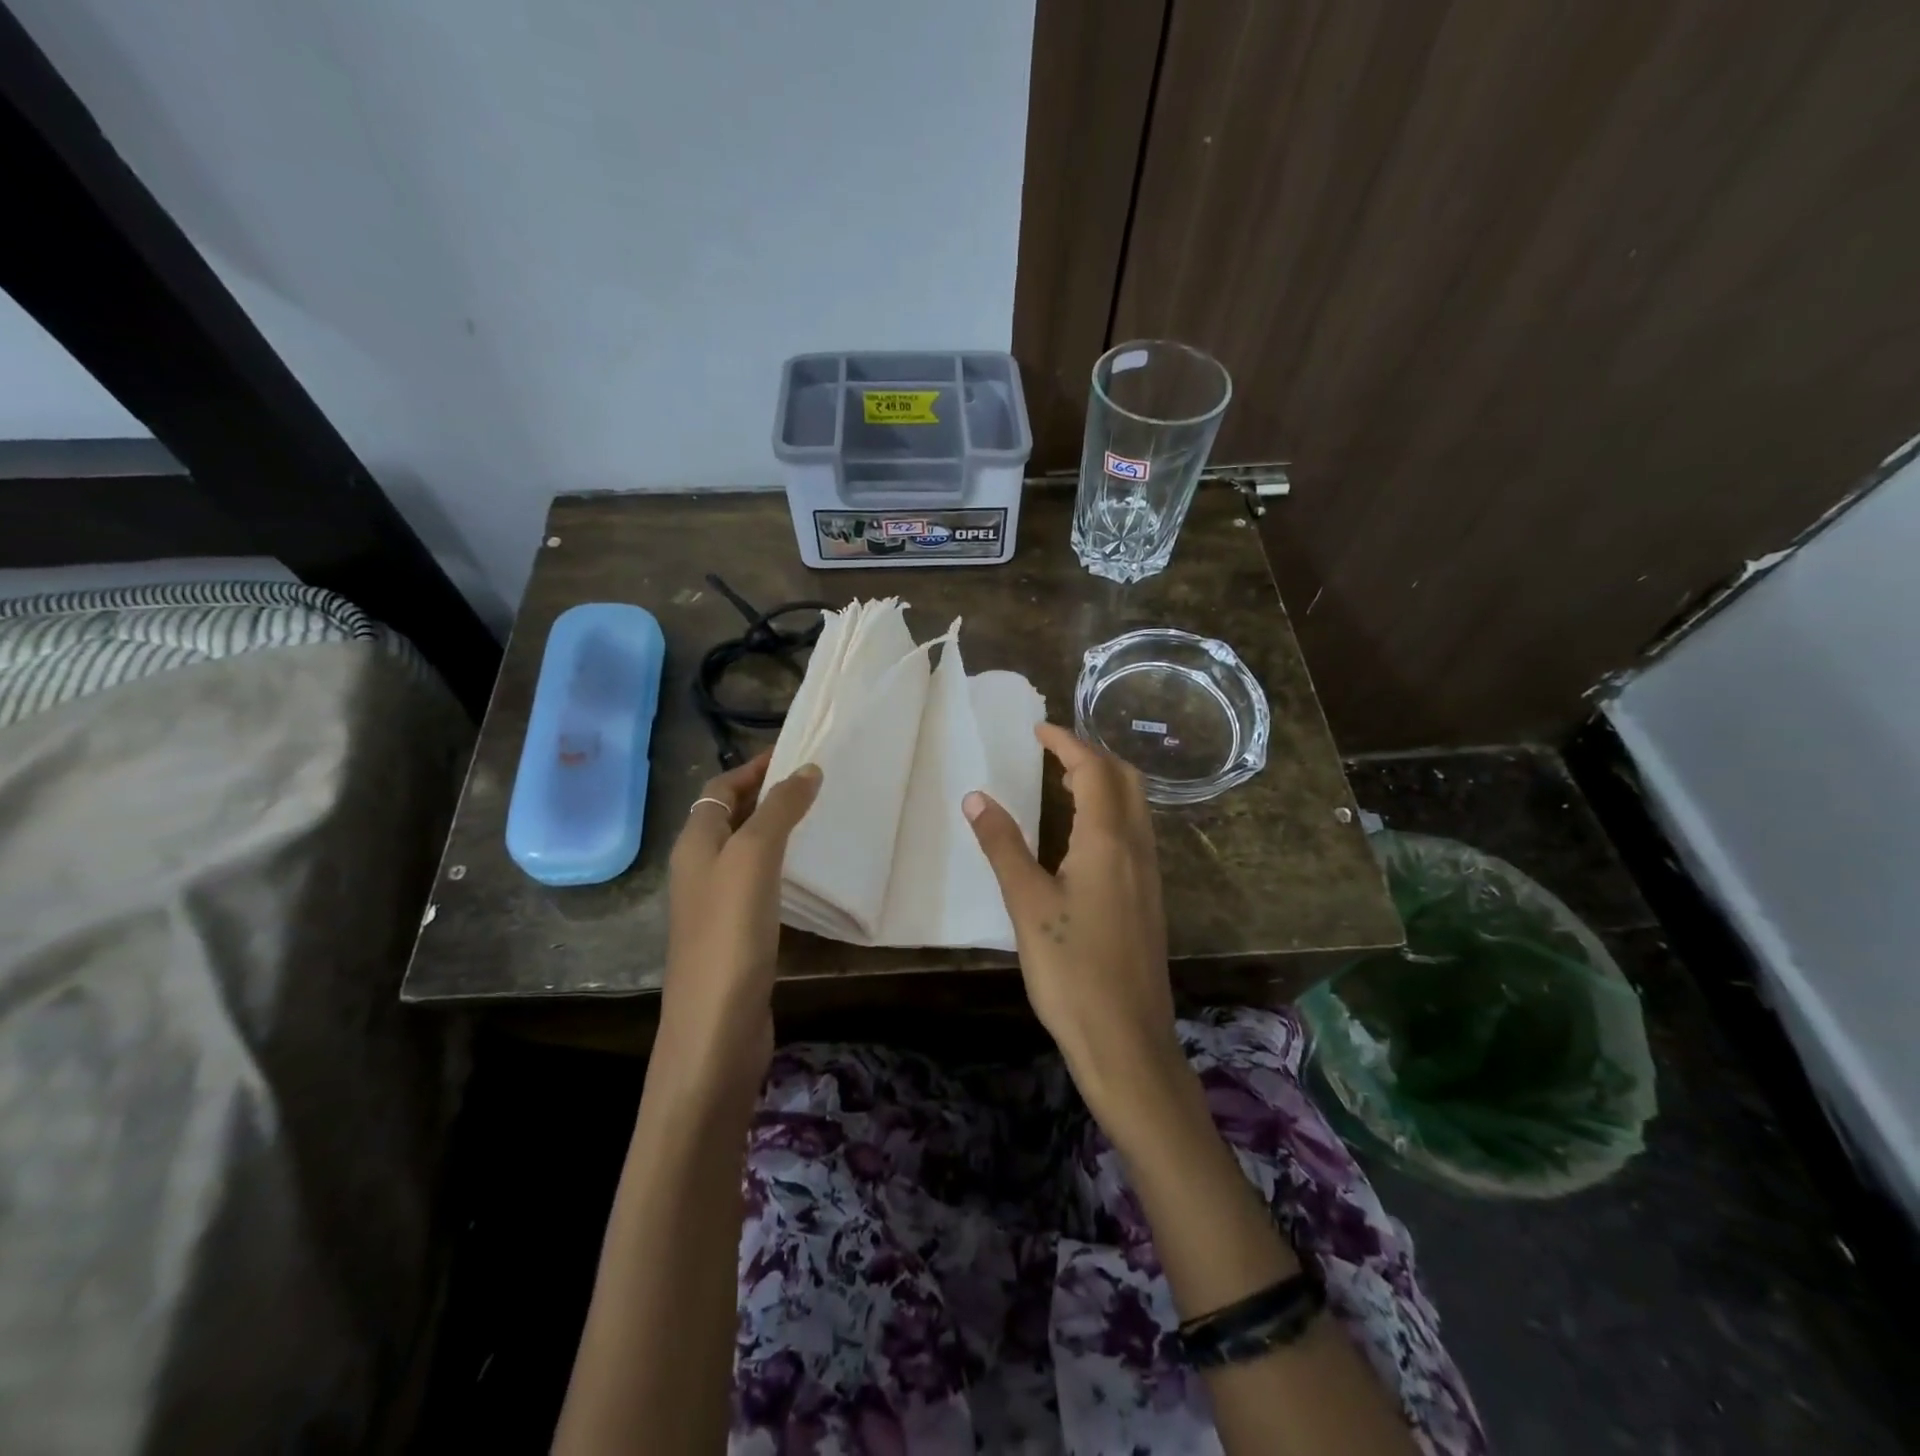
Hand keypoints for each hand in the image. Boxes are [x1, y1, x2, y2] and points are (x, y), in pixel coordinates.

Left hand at [659, 752, 821, 1093]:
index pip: (721, 788)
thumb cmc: (730, 933)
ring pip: (747, 850)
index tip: (796, 752)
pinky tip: (808, 873)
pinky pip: (759, 882)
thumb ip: (778, 811)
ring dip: (777, 829)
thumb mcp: (752, 859)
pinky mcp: (738, 934)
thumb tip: (806, 769)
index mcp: (695, 844)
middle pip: (731, 816)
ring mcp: (717, 904)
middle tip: (815, 781)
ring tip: (819, 817)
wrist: (716, 1028)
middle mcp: (700, 869)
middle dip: (768, 794)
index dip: (754, 767)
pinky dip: (782, 866)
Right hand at [963, 724, 1181, 1117]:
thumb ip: (1003, 846)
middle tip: (1053, 751)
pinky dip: (1112, 811)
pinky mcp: (1150, 899)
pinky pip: (1136, 832)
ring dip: (1106, 781)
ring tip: (1066, 781)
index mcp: (1107, 841)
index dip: (1066, 743)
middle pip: (1126, 779)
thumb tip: (976, 797)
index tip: (1038, 729)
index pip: (1093, 770)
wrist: (1127, 1041)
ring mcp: (1149, 874)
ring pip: (1136, 806)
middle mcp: (1137, 848)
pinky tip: (1086, 834)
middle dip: (1092, 755)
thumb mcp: (1027, 905)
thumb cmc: (1072, 971)